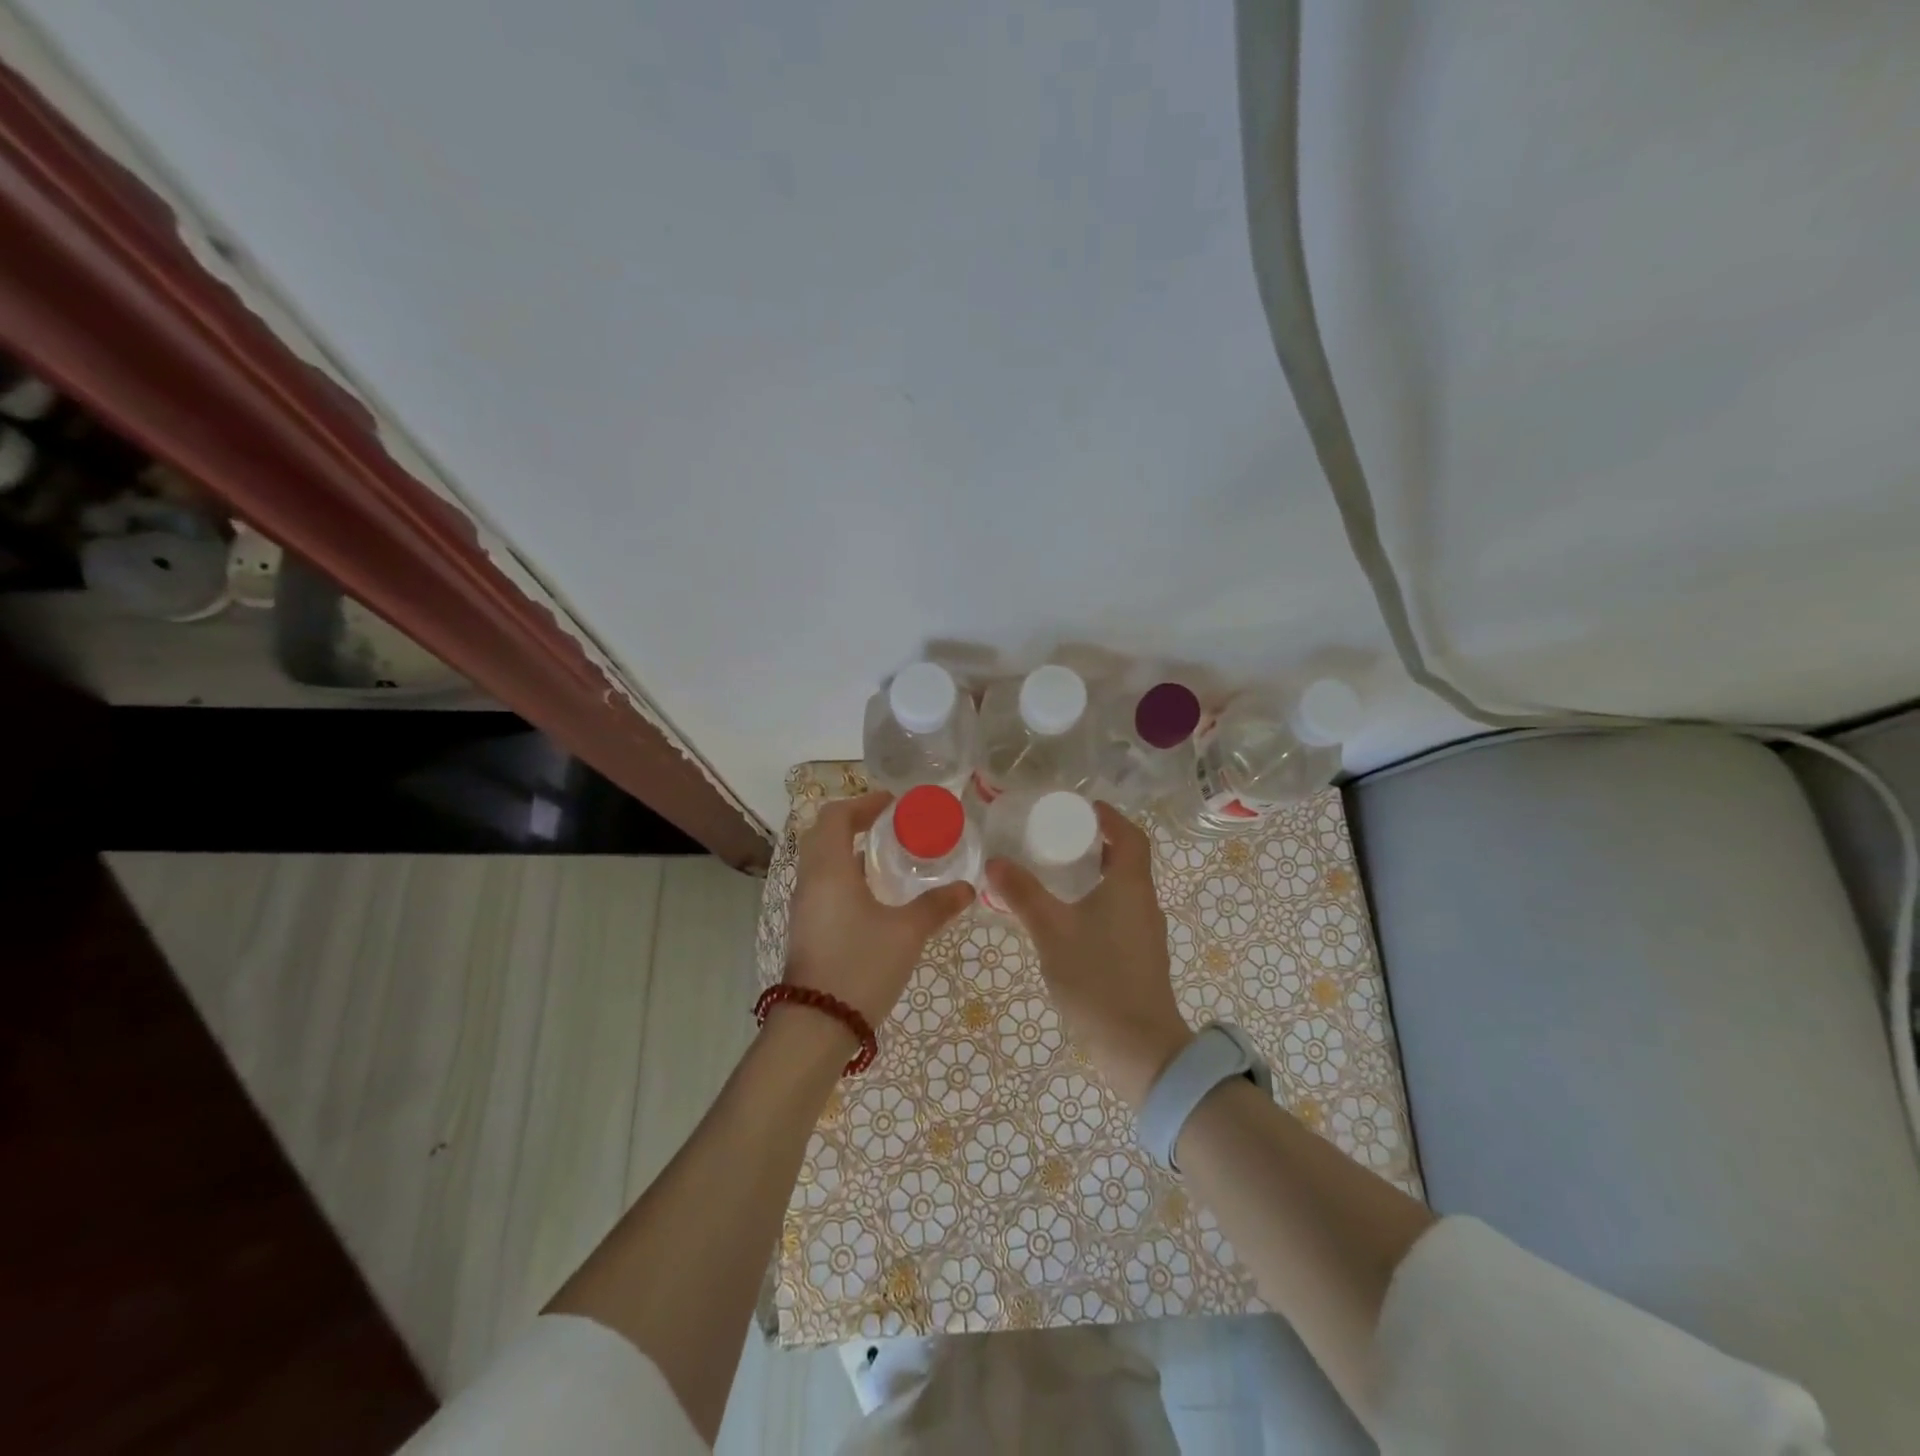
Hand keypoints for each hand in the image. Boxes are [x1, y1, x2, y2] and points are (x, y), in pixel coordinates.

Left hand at [782, 791, 974, 1028]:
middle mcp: (810, 880)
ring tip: (887, 858)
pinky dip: (844, 875)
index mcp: (829, 869)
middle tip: (889, 826)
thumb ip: (936, 906)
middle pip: (823, 834)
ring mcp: (804, 906)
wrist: (817, 1026)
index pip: (836, 816)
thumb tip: (968, 889)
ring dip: (848, 850)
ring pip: (821, 861)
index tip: (893, 805)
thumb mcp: (907, 933)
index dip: (863, 803)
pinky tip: (874, 895)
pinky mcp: (806, 928)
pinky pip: (822, 885)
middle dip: (854, 823)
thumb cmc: (861, 966)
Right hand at [986, 802, 1193, 1106]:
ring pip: (1122, 889)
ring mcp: (1145, 932)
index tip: (1083, 808)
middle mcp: (1144, 902)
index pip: (1131, 836)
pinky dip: (1097, 902)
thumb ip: (1023, 895)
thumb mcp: (1052, 931)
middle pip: (1127, 860)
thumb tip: (994, 862)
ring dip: (1096, 875)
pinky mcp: (1140, 957)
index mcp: (1131, 886)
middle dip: (1096, 844)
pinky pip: (1119, 913)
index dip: (1110, 817)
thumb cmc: (1097, 978)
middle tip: (1059, 839)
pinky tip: (1068, 918)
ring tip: (1057, 874)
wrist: (1139, 1048)